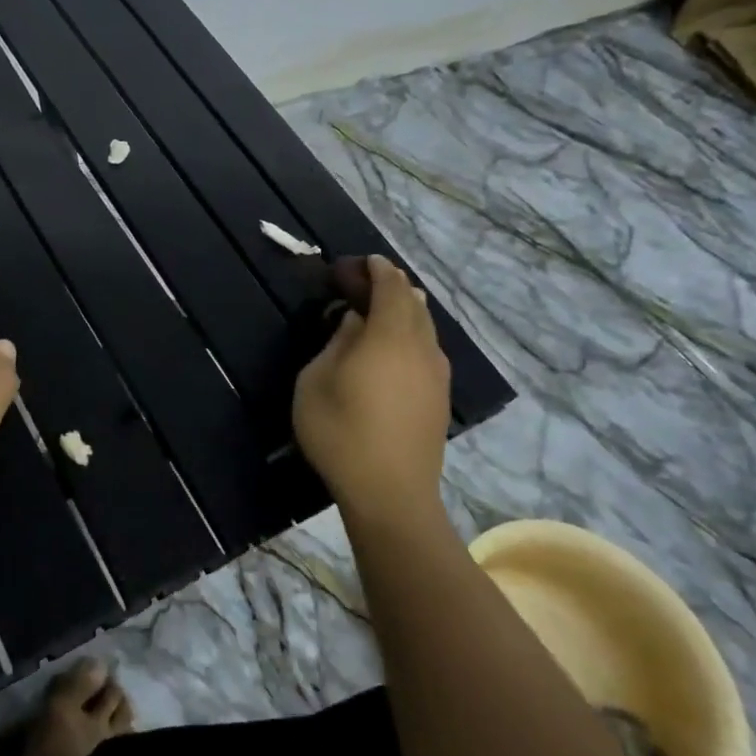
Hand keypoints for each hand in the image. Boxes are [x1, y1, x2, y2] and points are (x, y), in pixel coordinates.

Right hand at [293, 255, 451, 519]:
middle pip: (414, 305)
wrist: (390, 494)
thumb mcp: (316, 381)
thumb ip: (336, 343)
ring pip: (425, 329)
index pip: (391, 288)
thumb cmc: (340, 432)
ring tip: (383, 311)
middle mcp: (421, 348)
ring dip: (405, 312)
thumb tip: (354, 322)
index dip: (378, 270)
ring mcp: (436, 375)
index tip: (364, 261)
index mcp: (390, 336)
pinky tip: (395, 350)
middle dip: (393, 287)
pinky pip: (428, 351)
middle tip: (367, 283)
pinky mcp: (439, 399)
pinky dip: (412, 336)